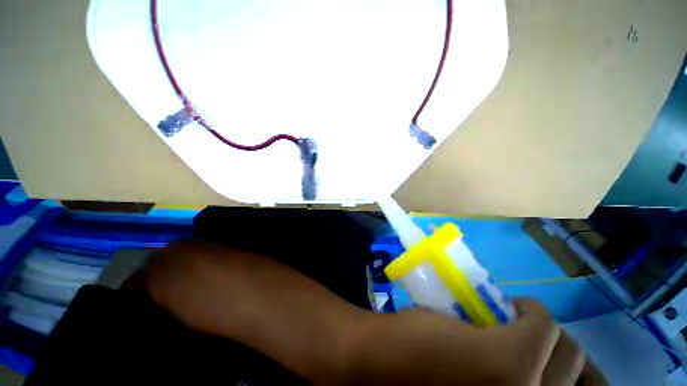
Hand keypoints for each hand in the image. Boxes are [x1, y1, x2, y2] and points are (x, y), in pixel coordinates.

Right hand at [346, 299, 604, 384]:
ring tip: (537, 353)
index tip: (513, 307)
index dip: (530, 309)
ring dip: (559, 360)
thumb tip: (510, 321)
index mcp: (508, 362)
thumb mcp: (449, 317)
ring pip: (573, 380)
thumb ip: (486, 320)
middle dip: (549, 334)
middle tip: (525, 329)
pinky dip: (547, 380)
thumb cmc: (414, 339)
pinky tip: (532, 374)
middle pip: (570, 354)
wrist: (391, 370)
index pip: (545, 324)